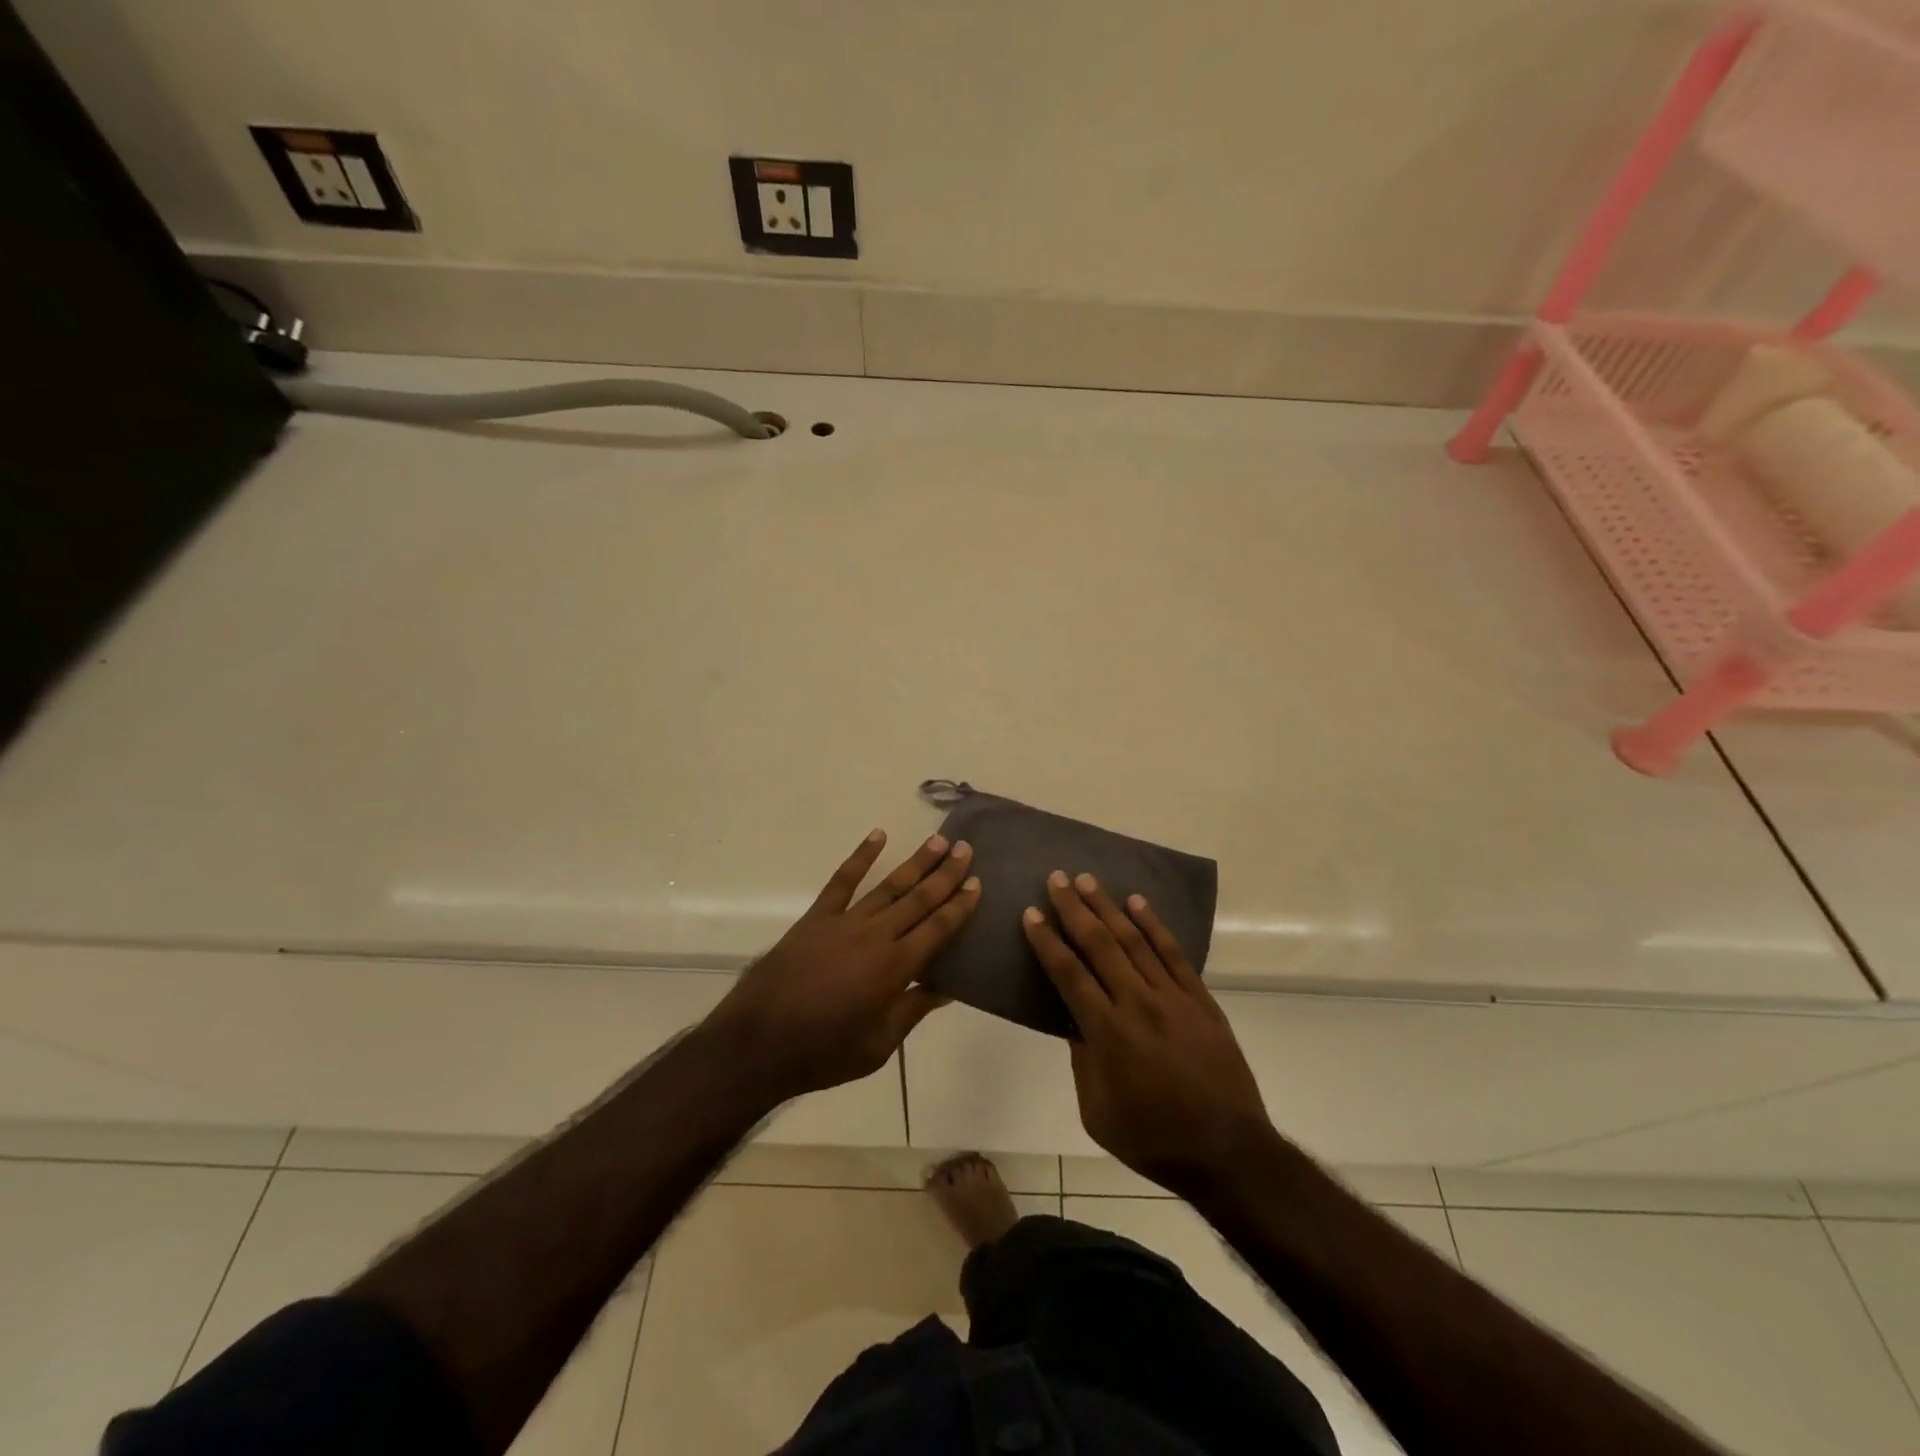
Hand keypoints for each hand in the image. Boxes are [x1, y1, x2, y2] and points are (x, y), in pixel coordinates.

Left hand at [707, 829, 979, 1103]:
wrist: (758, 1043)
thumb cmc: (824, 1052)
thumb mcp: (879, 1045)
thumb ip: (913, 1010)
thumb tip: (949, 987)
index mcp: (895, 968)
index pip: (938, 929)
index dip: (960, 905)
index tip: (977, 882)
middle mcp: (875, 936)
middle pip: (919, 899)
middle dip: (945, 873)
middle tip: (966, 848)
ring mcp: (844, 922)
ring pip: (889, 885)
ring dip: (916, 862)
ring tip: (937, 840)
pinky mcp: (816, 918)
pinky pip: (842, 881)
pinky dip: (860, 856)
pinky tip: (877, 836)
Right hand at [1023, 871, 1270, 1197]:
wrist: (1228, 1152)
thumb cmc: (1153, 1139)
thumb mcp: (1097, 1112)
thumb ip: (1082, 1060)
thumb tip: (1073, 1018)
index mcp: (1108, 1033)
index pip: (1069, 974)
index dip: (1047, 942)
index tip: (1030, 914)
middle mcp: (1138, 1004)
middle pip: (1099, 945)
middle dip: (1074, 909)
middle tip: (1056, 879)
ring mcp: (1173, 998)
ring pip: (1134, 941)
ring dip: (1108, 907)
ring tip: (1087, 880)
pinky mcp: (1201, 1000)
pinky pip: (1174, 953)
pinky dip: (1154, 925)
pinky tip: (1137, 903)